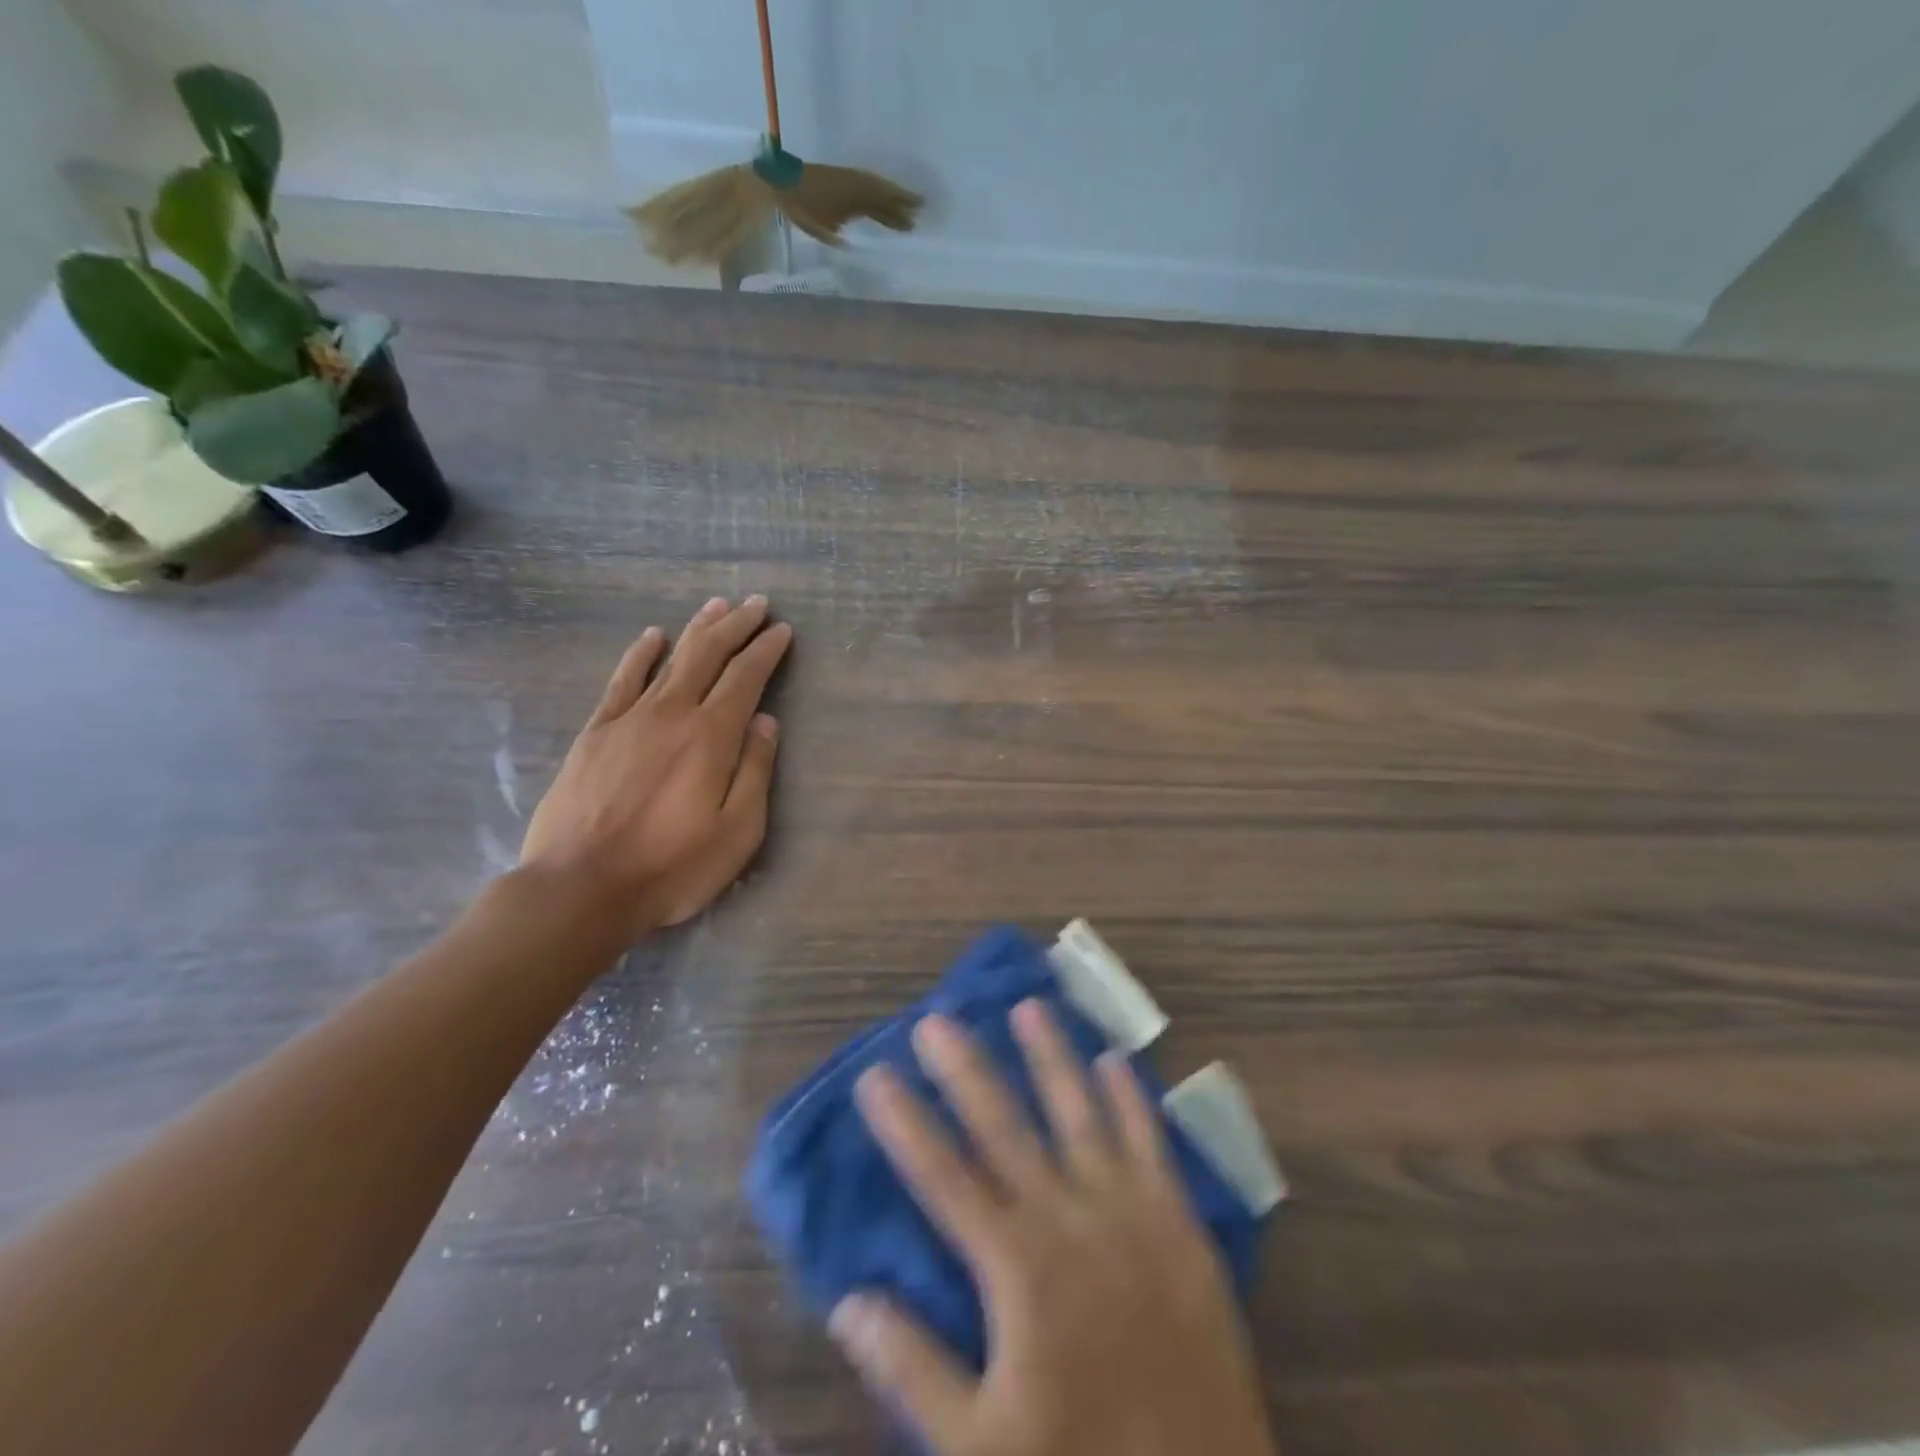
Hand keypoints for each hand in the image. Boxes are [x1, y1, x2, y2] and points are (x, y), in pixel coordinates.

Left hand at [520, 596, 791, 938]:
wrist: (581, 887)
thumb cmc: (672, 867)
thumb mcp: (738, 832)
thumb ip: (755, 771)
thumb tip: (765, 722)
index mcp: (712, 737)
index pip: (746, 678)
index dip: (767, 650)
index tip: (782, 630)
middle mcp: (672, 714)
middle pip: (709, 655)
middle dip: (736, 626)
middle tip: (755, 603)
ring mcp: (629, 719)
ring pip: (670, 659)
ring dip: (697, 629)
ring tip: (717, 606)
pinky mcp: (596, 733)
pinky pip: (622, 680)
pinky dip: (640, 654)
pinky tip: (652, 636)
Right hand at [830, 1002, 1275, 1455]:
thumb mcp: (980, 1449)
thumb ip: (913, 1368)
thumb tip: (849, 1301)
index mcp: (1017, 1266)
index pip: (943, 1177)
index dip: (906, 1123)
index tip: (876, 1074)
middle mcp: (1069, 1218)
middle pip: (1005, 1127)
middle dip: (966, 1070)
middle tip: (937, 1019)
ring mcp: (1130, 1212)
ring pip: (1080, 1114)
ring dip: (1052, 1058)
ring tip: (1029, 1007)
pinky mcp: (1179, 1223)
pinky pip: (1151, 1143)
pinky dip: (1131, 1099)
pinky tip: (1115, 1060)